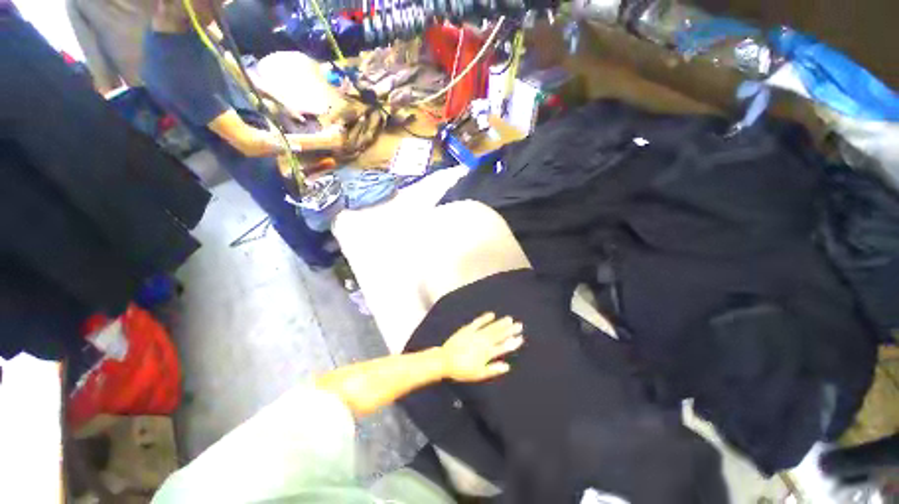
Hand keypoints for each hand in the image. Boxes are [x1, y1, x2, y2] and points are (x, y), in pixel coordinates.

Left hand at [439, 313, 524, 381]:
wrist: (445, 361)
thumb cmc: (462, 370)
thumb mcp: (479, 374)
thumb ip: (493, 369)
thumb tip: (507, 366)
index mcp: (487, 353)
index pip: (503, 347)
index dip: (513, 342)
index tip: (520, 337)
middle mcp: (483, 342)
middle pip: (499, 335)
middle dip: (510, 330)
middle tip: (519, 325)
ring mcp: (475, 334)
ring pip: (491, 327)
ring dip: (501, 323)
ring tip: (509, 319)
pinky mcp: (467, 329)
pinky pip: (478, 322)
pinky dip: (485, 318)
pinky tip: (492, 314)